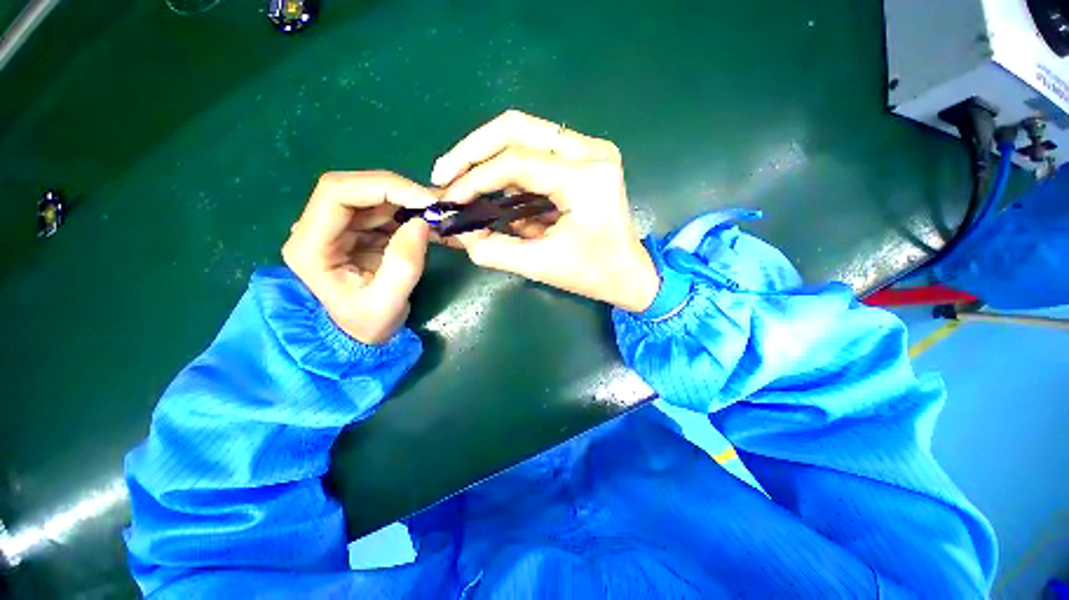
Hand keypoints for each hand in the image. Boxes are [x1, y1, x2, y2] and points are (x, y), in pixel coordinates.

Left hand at [283, 171, 436, 343]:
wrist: (362, 333)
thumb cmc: (369, 323)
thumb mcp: (388, 302)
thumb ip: (405, 265)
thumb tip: (422, 222)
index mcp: (310, 246)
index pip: (337, 192)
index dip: (383, 187)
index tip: (424, 200)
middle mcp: (317, 228)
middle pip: (356, 187)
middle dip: (400, 192)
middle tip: (436, 206)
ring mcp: (339, 227)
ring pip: (374, 195)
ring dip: (409, 202)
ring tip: (438, 218)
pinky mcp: (359, 230)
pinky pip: (386, 209)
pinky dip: (411, 212)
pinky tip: (431, 225)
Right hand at [431, 110, 659, 312]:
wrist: (629, 275)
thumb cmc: (593, 274)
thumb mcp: (540, 265)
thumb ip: (493, 250)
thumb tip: (458, 232)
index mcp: (586, 177)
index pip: (516, 163)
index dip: (474, 179)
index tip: (448, 199)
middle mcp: (590, 151)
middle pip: (516, 128)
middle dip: (473, 150)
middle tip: (445, 173)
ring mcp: (590, 151)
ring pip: (524, 135)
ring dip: (489, 159)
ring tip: (463, 186)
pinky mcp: (584, 160)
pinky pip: (536, 154)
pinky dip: (510, 173)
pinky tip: (494, 194)